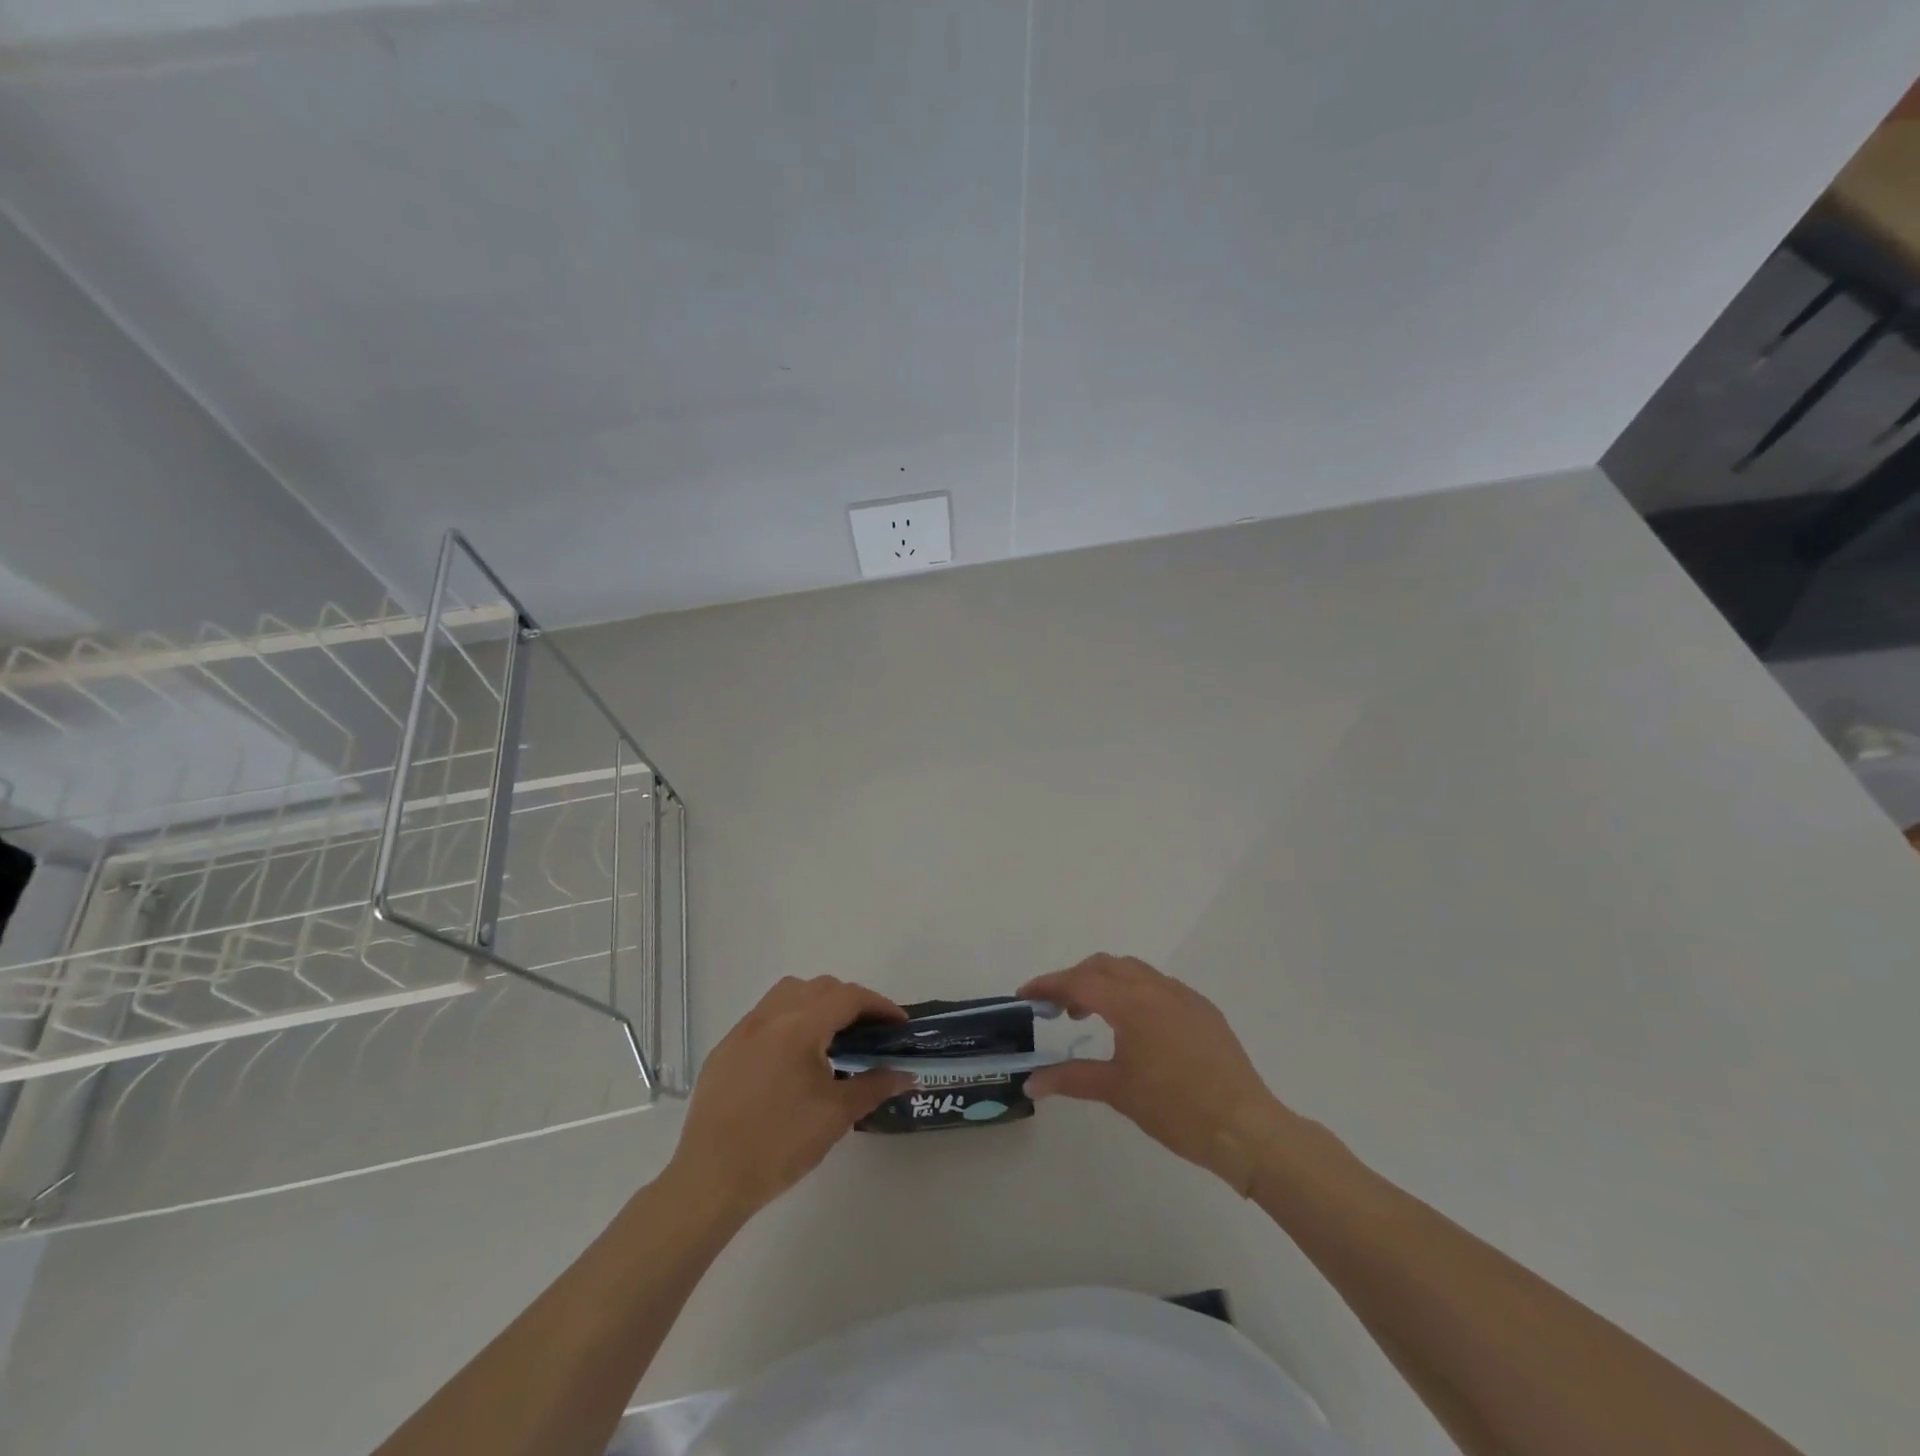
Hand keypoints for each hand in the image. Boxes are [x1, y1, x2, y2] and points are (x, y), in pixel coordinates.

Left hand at [665, 977, 912, 1221]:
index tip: (899, 1025)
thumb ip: (874, 1086)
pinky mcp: (724, 1050)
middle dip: (850, 1001)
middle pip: (819, 987)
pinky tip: (793, 1057)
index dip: (879, 1005)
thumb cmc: (780, 1144)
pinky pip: (764, 1017)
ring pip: (787, 993)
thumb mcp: (836, 1115)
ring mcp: (742, 1031)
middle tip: (870, 1031)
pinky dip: (788, 1021)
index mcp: (799, 1026)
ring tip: (831, 1035)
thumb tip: (905, 1075)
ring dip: (816, 1002)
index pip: (848, 997)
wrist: (710, 1180)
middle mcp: (770, 1016)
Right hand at [1020, 954, 1284, 1188]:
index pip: (1079, 981)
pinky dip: (1135, 992)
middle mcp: (1156, 988)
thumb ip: (1070, 1078)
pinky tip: (1134, 1026)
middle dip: (1076, 979)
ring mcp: (1183, 995)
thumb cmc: (1175, 1109)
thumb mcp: (1117, 1091)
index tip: (1025, 995)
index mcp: (1132, 1003)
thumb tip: (1031, 1082)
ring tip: (1092, 1015)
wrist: (1244, 1127)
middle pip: (1105, 965)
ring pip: (1134, 971)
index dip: (1048, 985)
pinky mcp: (1203, 1009)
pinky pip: (1159, 985)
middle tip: (1057, 1009)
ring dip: (1106, 982)